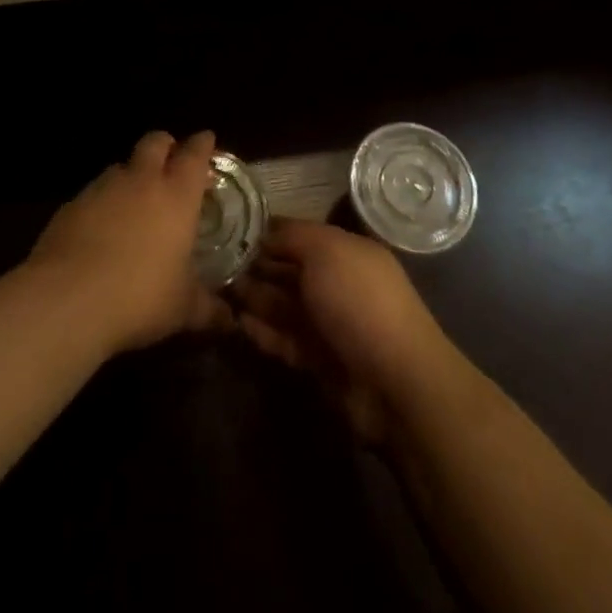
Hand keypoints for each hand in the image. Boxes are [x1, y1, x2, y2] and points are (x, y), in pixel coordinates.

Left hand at [27, 131, 227, 355]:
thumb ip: (208, 309)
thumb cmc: (140, 297)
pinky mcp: (71, 205)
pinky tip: (100, 227)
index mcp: (177, 196)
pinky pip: (92, 193)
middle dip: (165, 145)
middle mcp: (141, 181)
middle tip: (171, 158)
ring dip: (130, 174)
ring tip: (134, 197)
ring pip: (120, 165)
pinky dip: (102, 202)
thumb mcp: (182, 309)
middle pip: (154, 143)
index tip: (206, 139)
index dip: (202, 144)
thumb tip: (230, 321)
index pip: (194, 155)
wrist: (68, 299)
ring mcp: (102, 189)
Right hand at [230, 218, 456, 441]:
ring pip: (285, 306)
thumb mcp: (326, 251)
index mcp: (347, 252)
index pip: (301, 235)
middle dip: (257, 267)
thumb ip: (293, 237)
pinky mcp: (321, 362)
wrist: (395, 382)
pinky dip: (264, 333)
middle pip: (291, 271)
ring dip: (255, 299)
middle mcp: (339, 284)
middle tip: (215, 264)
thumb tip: (266, 232)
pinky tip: (237, 325)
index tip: (233, 231)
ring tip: (218, 292)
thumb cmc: (360, 301)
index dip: (269, 233)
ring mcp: (331, 325)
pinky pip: (286, 341)